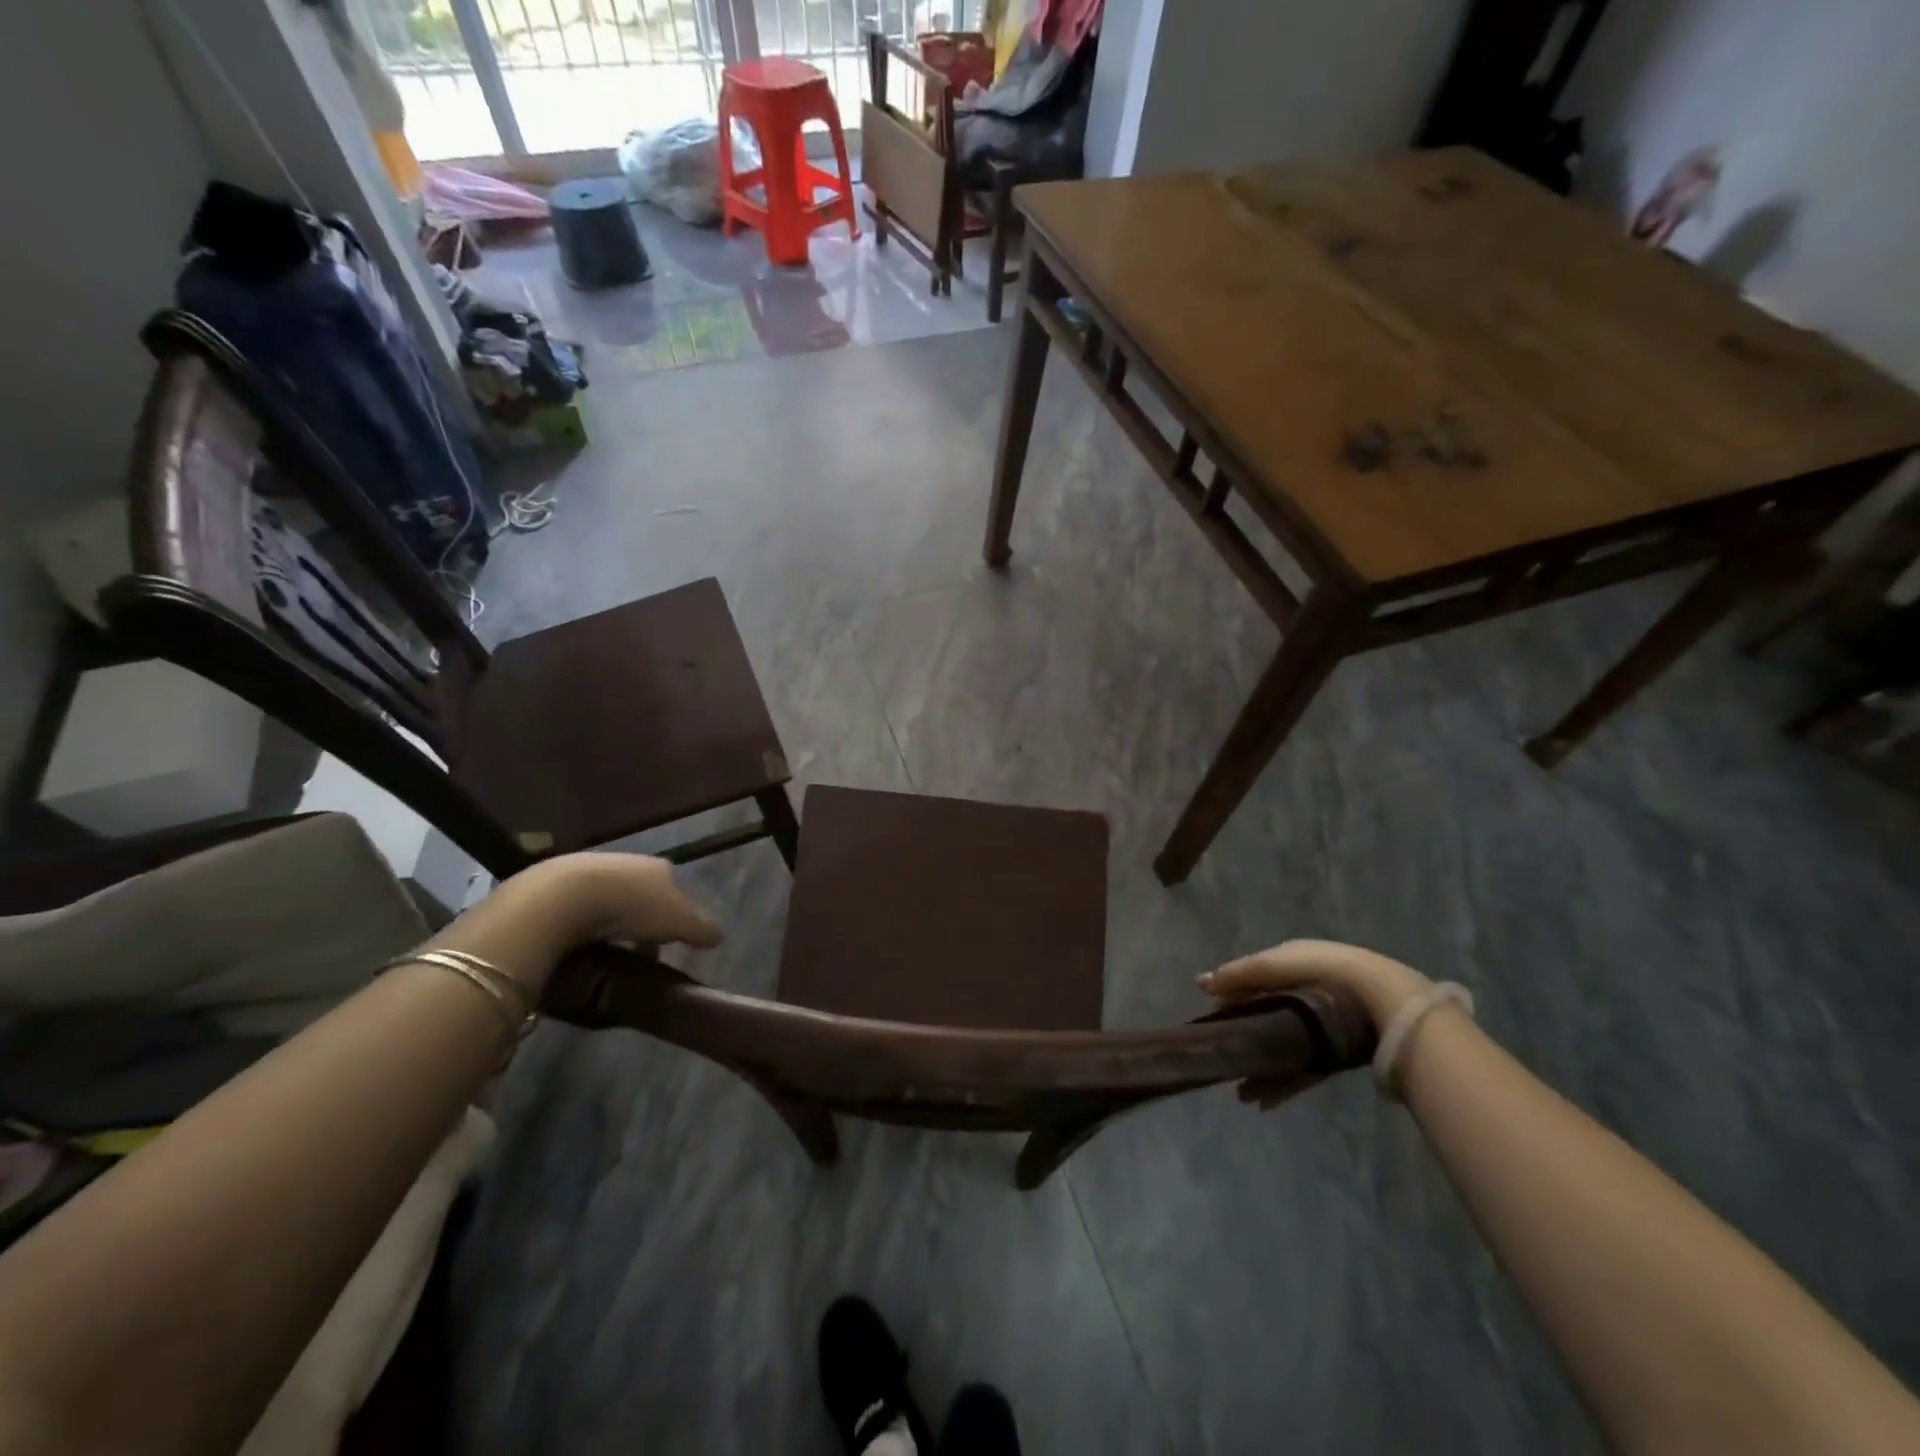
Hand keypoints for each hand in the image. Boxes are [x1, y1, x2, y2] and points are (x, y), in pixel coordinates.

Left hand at [523, 853, 723, 949]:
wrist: (565, 897)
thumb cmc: (632, 907)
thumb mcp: (678, 922)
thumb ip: (701, 928)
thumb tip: (720, 936)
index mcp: (659, 867)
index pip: (675, 887)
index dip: (676, 913)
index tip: (671, 938)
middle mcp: (629, 861)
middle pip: (642, 891)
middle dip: (643, 917)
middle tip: (640, 947)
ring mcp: (592, 868)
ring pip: (610, 895)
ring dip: (611, 918)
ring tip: (608, 947)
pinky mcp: (557, 882)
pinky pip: (578, 904)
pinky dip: (583, 920)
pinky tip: (579, 939)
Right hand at [1200, 940, 1428, 1109]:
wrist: (1383, 1000)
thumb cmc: (1322, 971)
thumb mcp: (1274, 964)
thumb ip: (1239, 975)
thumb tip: (1201, 984)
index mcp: (1295, 964)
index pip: (1255, 979)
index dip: (1232, 994)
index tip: (1210, 1013)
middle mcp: (1307, 993)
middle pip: (1266, 1015)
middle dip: (1243, 1035)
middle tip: (1221, 1054)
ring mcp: (1323, 1027)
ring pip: (1282, 1047)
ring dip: (1260, 1068)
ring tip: (1240, 1092)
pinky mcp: (1336, 1056)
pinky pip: (1302, 1070)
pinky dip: (1283, 1084)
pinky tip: (1263, 1100)